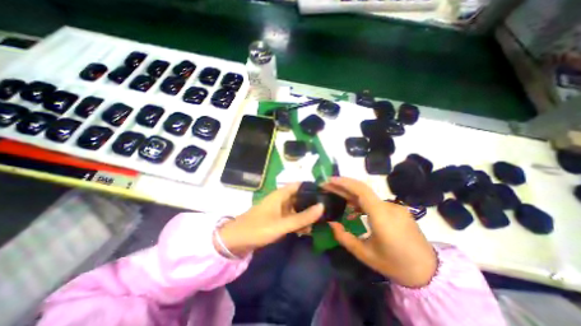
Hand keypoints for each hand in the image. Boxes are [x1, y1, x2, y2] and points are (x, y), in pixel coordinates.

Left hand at [215, 183, 324, 256]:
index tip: (326, 193)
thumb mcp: (282, 224)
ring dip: (307, 214)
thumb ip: (302, 217)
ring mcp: (280, 209)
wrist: (235, 241)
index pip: (300, 185)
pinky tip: (309, 229)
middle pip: (300, 197)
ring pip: (297, 208)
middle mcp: (281, 199)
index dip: (312, 187)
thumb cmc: (257, 229)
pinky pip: (292, 217)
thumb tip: (322, 207)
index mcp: (281, 194)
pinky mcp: (278, 219)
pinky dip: (300, 222)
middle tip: (328, 208)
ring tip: (322, 220)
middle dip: (312, 203)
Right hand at [322, 179, 434, 287]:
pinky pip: (374, 202)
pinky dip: (360, 201)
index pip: (361, 191)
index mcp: (382, 216)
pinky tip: (352, 209)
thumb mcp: (365, 254)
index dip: (344, 182)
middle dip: (342, 185)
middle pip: (362, 189)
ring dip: (350, 193)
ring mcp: (395, 207)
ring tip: (335, 195)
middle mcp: (389, 206)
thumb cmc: (395, 265)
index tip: (329, 180)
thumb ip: (344, 237)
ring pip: (368, 195)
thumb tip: (331, 223)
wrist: (430, 272)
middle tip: (326, 185)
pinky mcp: (397, 210)